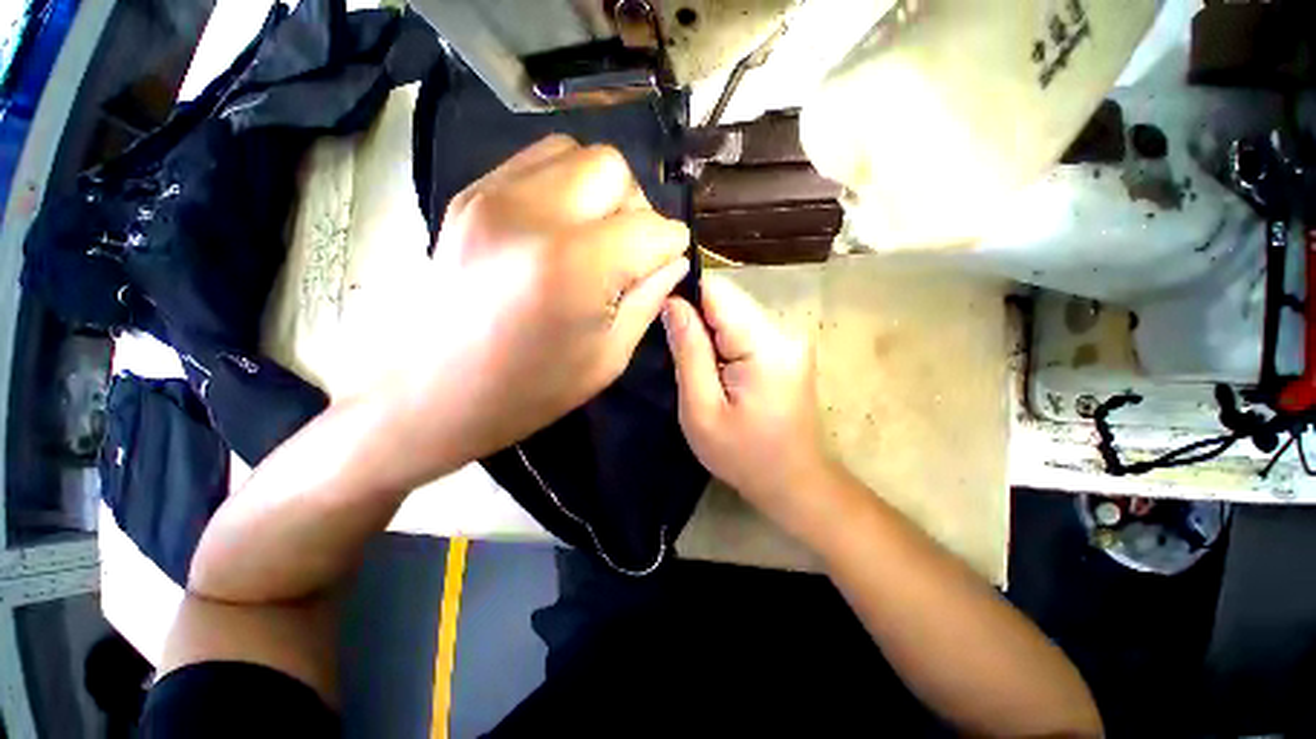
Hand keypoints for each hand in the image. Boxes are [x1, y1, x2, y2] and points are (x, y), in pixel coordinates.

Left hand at [374, 135, 689, 485]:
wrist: (433, 393)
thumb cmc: (529, 390)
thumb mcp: (608, 357)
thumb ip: (648, 299)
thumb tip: (673, 260)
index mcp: (574, 267)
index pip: (652, 228)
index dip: (671, 245)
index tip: (668, 263)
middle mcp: (534, 214)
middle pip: (614, 170)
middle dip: (636, 208)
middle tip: (629, 250)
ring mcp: (493, 196)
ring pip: (576, 155)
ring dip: (601, 192)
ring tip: (594, 237)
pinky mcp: (471, 195)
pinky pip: (536, 163)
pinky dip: (565, 186)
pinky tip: (559, 229)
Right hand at [662, 275, 837, 538]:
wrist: (795, 482)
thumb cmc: (744, 456)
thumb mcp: (702, 410)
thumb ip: (688, 351)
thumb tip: (673, 302)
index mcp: (765, 345)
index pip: (717, 292)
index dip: (684, 296)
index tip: (661, 317)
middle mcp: (784, 330)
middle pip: (727, 300)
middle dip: (695, 317)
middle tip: (674, 349)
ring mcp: (790, 337)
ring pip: (734, 313)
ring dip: (709, 331)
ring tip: (695, 364)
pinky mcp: (787, 347)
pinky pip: (745, 328)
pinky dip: (723, 341)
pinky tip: (715, 367)